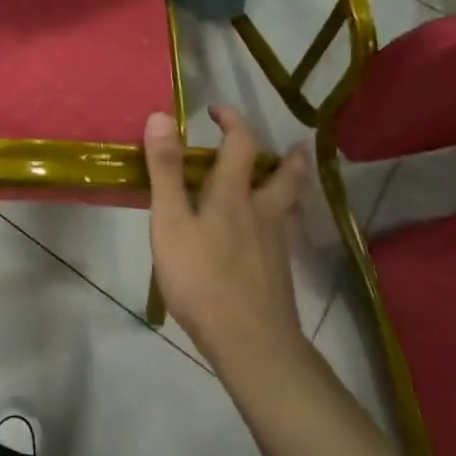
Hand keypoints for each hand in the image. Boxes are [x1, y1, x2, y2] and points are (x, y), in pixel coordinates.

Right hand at [146, 106, 311, 379]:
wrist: (250, 343)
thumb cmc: (202, 278)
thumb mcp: (171, 221)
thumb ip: (166, 170)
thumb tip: (161, 116)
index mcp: (233, 195)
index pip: (240, 145)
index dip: (232, 122)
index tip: (217, 111)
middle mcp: (262, 213)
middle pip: (285, 177)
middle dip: (288, 157)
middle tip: (294, 145)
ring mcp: (275, 246)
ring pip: (291, 207)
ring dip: (293, 187)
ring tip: (293, 181)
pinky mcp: (280, 274)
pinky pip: (287, 235)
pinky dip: (286, 222)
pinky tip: (276, 235)